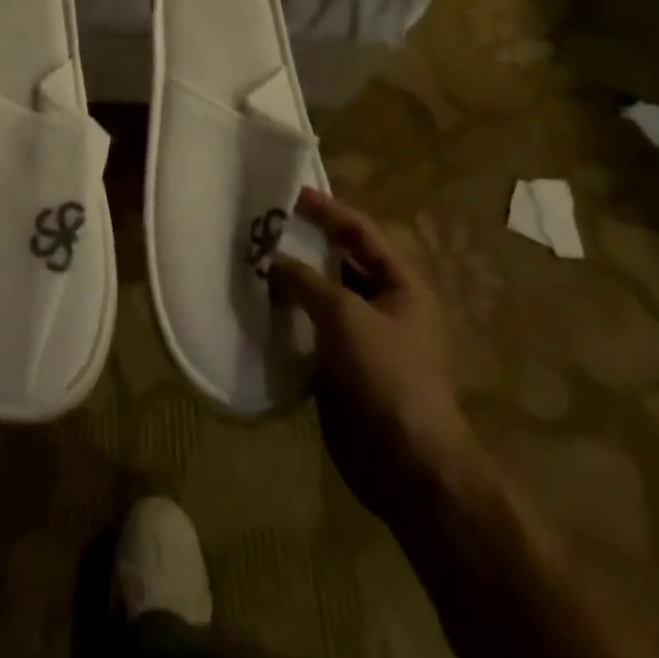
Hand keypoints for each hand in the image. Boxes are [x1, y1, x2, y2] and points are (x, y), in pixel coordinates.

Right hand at [269, 189, 484, 519]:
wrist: (407, 465)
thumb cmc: (386, 376)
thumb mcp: (345, 315)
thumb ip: (305, 280)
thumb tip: (271, 259)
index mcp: (402, 286)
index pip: (361, 233)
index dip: (327, 210)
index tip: (289, 193)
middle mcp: (385, 306)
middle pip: (340, 262)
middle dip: (304, 245)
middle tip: (262, 227)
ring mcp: (364, 338)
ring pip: (322, 297)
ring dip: (292, 282)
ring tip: (251, 261)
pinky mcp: (342, 367)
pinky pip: (311, 329)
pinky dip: (287, 316)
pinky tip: (257, 307)